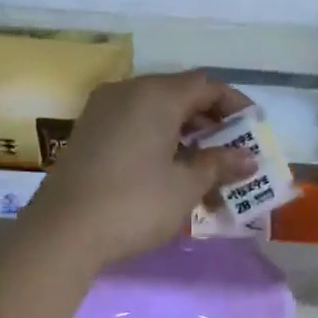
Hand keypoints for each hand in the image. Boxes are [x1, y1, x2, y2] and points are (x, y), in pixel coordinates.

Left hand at [23, 71, 255, 270]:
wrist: (63, 232)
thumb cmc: (135, 204)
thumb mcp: (185, 186)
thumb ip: (219, 165)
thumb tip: (248, 158)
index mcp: (156, 95)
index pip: (206, 85)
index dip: (235, 105)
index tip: (254, 130)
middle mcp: (127, 92)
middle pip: (180, 96)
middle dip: (211, 125)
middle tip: (233, 156)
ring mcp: (102, 112)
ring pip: (156, 114)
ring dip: (186, 139)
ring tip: (206, 174)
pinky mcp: (88, 134)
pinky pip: (134, 127)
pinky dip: (159, 144)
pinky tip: (170, 176)